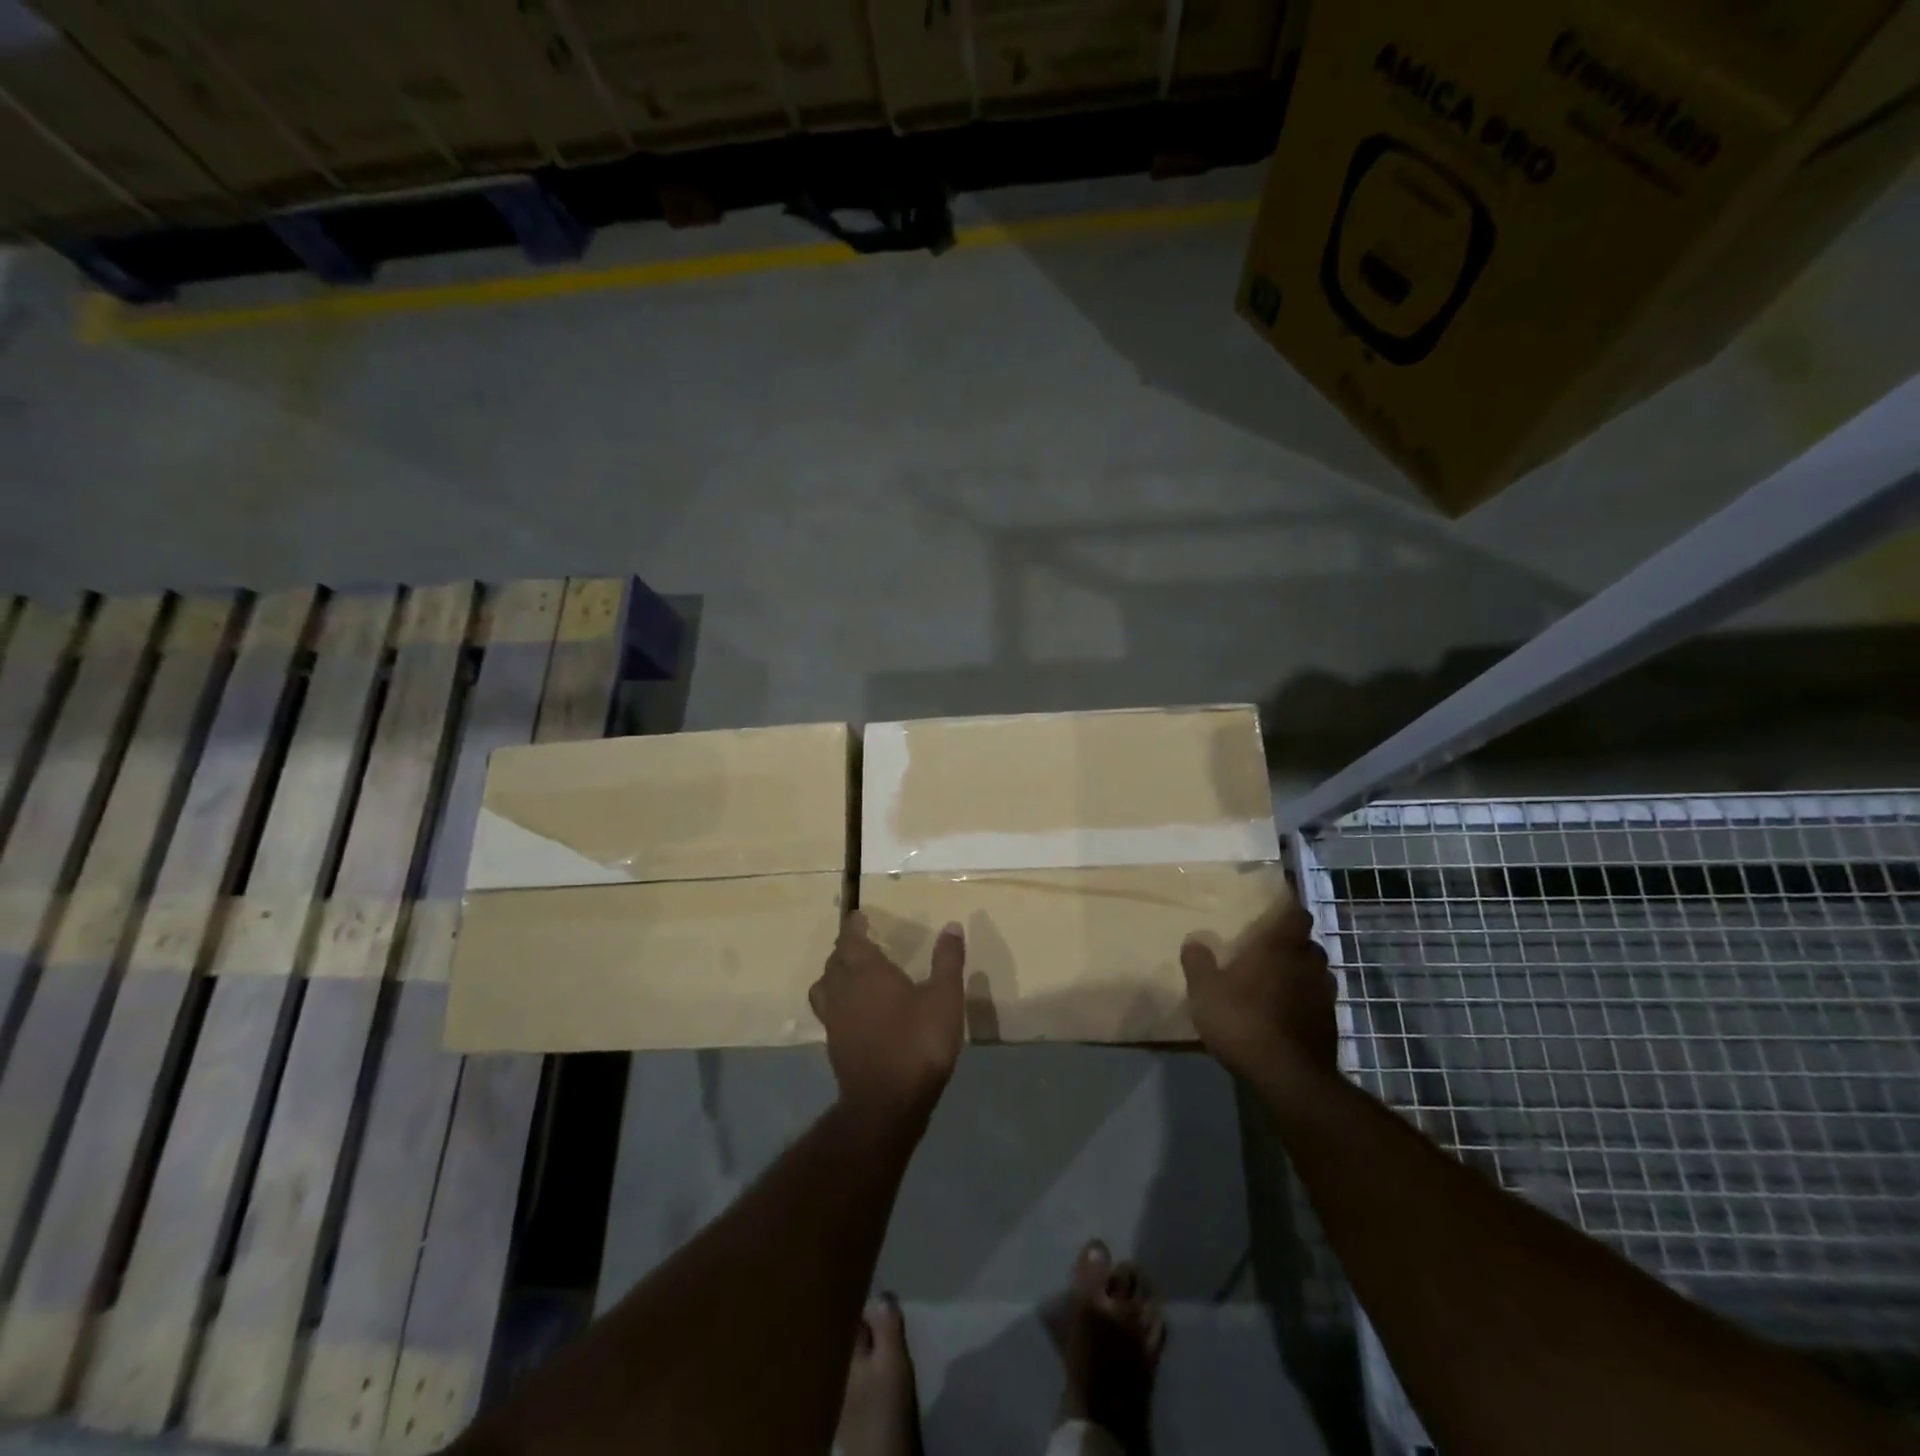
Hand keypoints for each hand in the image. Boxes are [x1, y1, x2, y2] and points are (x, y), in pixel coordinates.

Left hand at [810, 912, 965, 1126]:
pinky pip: (828, 1012)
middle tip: (859, 943)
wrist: (887, 1103)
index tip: (859, 916)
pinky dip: (837, 1002)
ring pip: (825, 987)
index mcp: (867, 971)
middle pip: (835, 961)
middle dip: (845, 949)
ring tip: (849, 974)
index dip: (854, 926)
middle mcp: (844, 990)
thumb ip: (947, 961)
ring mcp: (834, 1020)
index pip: (851, 939)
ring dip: (834, 975)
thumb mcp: (944, 998)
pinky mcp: (834, 1046)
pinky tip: (854, 1012)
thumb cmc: (917, 1042)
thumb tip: (951, 925)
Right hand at [1180, 898, 1336, 1093]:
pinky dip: (1305, 1002)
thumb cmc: (1242, 1021)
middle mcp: (1308, 964)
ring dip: (1302, 974)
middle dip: (1293, 945)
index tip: (1275, 911)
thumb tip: (1194, 941)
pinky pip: (1318, 1002)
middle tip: (1269, 951)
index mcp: (1279, 947)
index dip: (1289, 910)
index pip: (1297, 914)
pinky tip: (1286, 1014)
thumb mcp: (1204, 991)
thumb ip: (1198, 962)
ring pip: (1317, 973)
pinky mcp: (1331, 1025)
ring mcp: (1325, 996)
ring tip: (1278, 983)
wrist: (1288, 1077)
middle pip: (1309, 944)